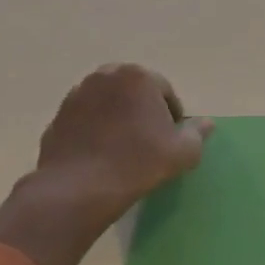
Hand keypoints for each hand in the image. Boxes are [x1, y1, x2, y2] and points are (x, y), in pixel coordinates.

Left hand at [33, 63, 213, 226]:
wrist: (80, 187)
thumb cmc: (140, 162)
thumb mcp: (184, 151)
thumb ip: (198, 133)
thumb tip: (207, 123)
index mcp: (138, 78)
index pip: (164, 91)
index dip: (172, 115)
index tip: (171, 138)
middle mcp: (105, 77)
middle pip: (133, 91)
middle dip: (143, 110)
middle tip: (149, 139)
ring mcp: (76, 95)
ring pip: (108, 102)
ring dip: (118, 117)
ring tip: (124, 147)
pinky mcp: (57, 117)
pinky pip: (86, 118)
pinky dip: (95, 129)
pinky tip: (102, 154)